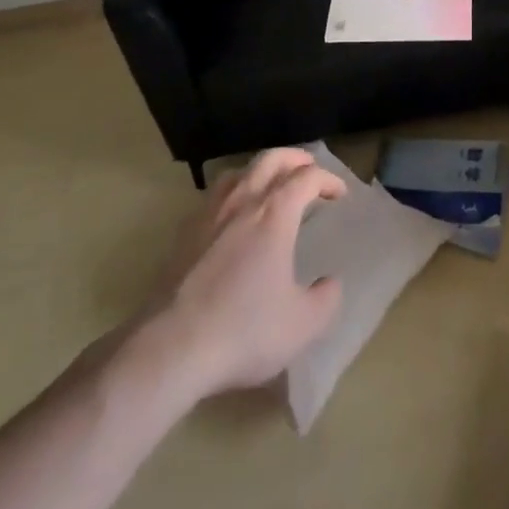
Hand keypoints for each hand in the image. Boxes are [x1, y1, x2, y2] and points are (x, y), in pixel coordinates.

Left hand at [128, 148, 344, 409]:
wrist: (168, 350)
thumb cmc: (243, 330)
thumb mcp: (303, 324)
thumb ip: (326, 299)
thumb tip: (329, 283)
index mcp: (275, 214)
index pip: (307, 177)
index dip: (328, 180)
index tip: (340, 194)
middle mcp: (242, 203)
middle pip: (271, 159)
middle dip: (296, 159)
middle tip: (310, 170)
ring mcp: (208, 217)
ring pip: (238, 173)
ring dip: (261, 171)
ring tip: (271, 187)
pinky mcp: (182, 237)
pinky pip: (213, 197)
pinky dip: (233, 194)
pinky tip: (233, 218)